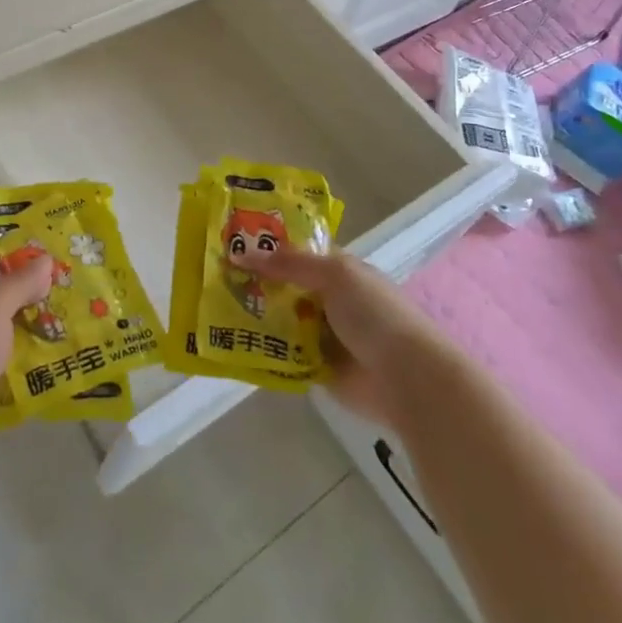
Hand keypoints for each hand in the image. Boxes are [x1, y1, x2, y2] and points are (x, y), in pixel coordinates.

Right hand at [230, 245, 436, 426]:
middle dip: (255, 282)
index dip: (268, 247)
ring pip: (281, 320)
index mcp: (340, 271)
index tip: (231, 243)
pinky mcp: (317, 368)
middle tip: (214, 276)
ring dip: (255, 316)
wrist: (407, 378)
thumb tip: (242, 254)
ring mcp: (323, 335)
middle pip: (285, 286)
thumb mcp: (335, 274)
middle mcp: (330, 300)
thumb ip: (290, 263)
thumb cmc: (375, 315)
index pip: (298, 252)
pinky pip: (284, 354)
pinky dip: (264, 349)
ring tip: (214, 307)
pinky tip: (233, 342)